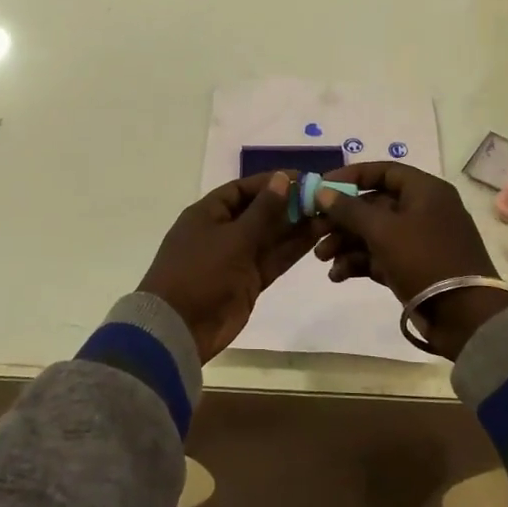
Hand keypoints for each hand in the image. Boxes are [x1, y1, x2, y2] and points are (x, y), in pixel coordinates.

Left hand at [139, 172, 317, 362]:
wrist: (180, 328)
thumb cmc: (201, 272)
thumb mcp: (234, 237)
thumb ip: (263, 210)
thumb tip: (283, 179)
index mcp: (208, 214)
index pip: (242, 189)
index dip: (271, 182)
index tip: (302, 178)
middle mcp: (222, 232)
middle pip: (259, 212)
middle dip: (288, 205)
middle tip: (322, 198)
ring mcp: (236, 258)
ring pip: (270, 236)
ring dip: (295, 227)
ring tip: (327, 215)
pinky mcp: (248, 281)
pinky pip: (273, 258)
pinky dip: (292, 249)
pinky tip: (317, 237)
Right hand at [312, 163, 507, 359]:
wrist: (465, 316)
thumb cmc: (425, 260)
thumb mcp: (383, 230)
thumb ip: (349, 209)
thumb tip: (322, 191)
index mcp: (425, 191)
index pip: (383, 171)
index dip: (350, 176)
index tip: (321, 187)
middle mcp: (422, 210)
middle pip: (373, 204)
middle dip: (341, 218)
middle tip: (313, 230)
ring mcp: (418, 240)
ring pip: (373, 233)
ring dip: (345, 243)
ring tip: (322, 259)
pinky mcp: (413, 267)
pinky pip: (380, 256)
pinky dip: (358, 262)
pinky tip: (337, 275)